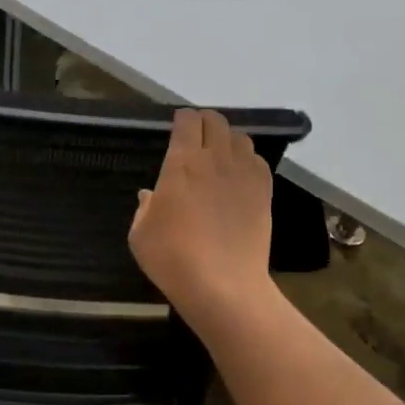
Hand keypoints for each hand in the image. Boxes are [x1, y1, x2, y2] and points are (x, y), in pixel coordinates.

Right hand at [129, 109, 275, 323]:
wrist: (223, 285)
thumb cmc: (172, 258)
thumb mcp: (140, 234)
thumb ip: (145, 207)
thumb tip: (150, 194)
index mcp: (181, 163)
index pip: (187, 121)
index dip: (182, 120)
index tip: (177, 128)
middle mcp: (215, 159)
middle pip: (216, 121)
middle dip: (205, 122)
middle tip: (196, 137)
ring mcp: (244, 174)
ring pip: (240, 138)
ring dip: (227, 140)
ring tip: (219, 156)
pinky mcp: (264, 191)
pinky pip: (257, 161)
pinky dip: (247, 160)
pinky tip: (238, 177)